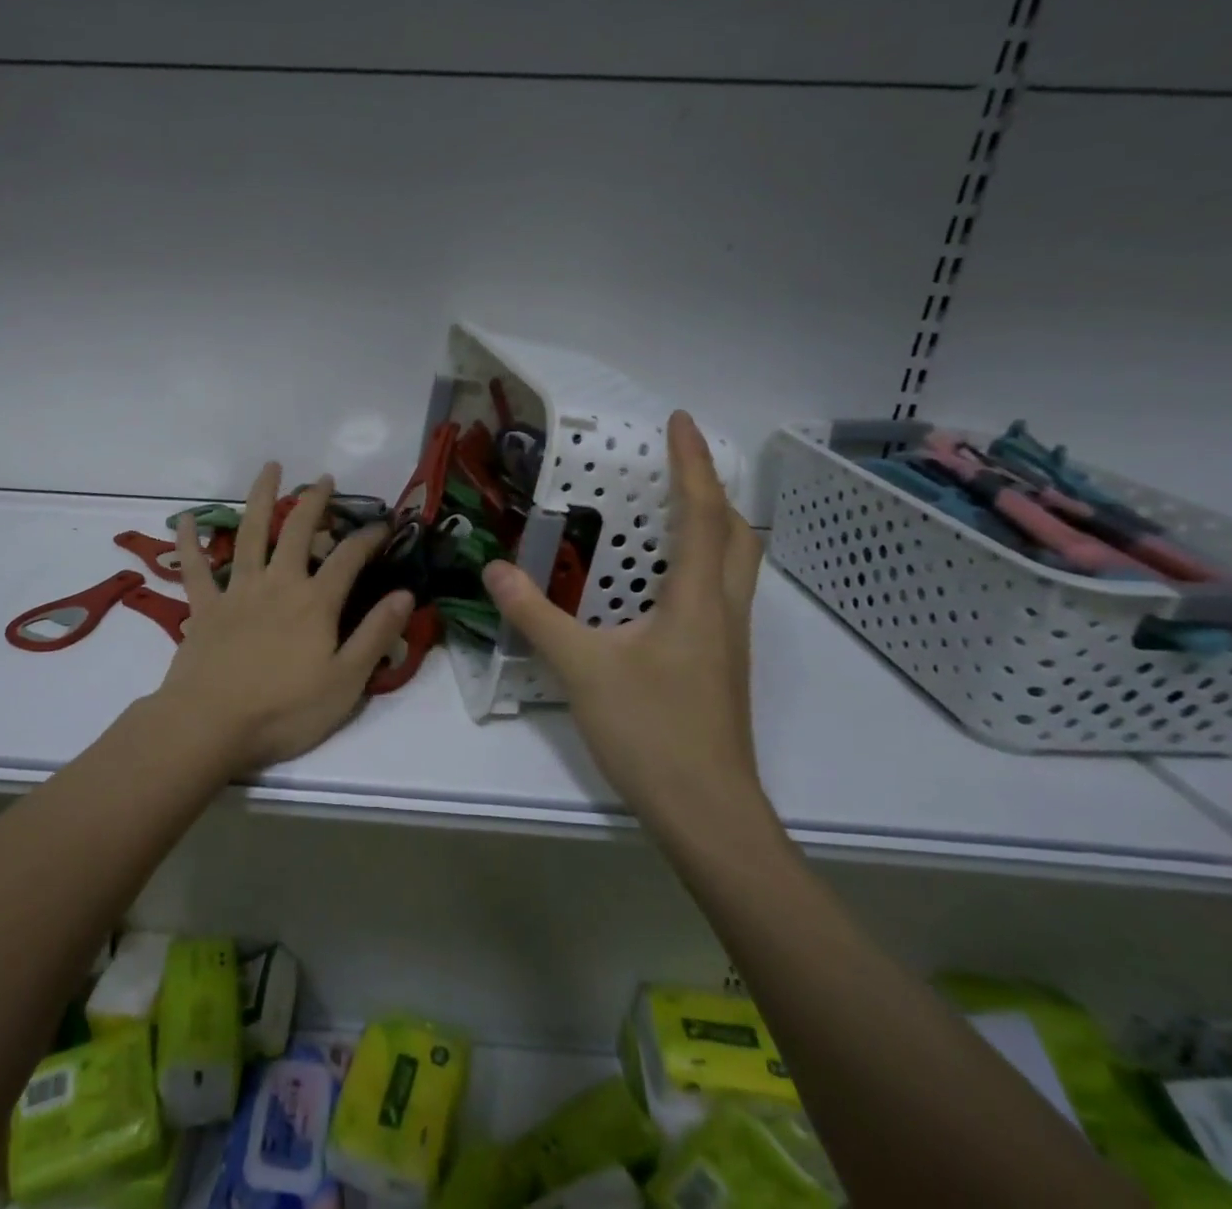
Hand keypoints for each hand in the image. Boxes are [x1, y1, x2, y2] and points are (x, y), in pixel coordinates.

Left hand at [157, 464, 413, 773]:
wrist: (211, 725)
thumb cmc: (285, 710)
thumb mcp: (346, 681)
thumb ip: (376, 634)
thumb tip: (406, 594)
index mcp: (315, 602)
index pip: (349, 558)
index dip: (369, 537)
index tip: (384, 523)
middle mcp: (277, 584)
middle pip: (298, 532)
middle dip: (314, 502)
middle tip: (324, 479)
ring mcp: (237, 591)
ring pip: (250, 534)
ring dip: (261, 498)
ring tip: (270, 469)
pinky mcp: (204, 607)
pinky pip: (194, 567)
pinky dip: (188, 542)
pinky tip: (185, 518)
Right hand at [482, 412, 764, 827]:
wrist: (706, 812)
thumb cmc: (651, 731)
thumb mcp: (582, 668)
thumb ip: (536, 615)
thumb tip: (495, 569)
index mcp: (698, 598)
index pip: (702, 513)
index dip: (692, 462)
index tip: (679, 420)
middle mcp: (724, 610)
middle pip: (736, 533)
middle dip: (711, 490)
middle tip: (677, 467)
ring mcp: (729, 641)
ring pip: (735, 565)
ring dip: (712, 526)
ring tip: (670, 511)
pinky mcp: (720, 665)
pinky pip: (718, 593)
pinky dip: (699, 564)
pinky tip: (661, 584)